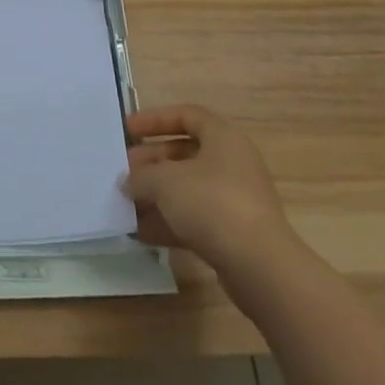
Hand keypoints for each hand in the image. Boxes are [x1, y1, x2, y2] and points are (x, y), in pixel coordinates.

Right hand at [122, 104, 303, 288]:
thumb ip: (141, 176)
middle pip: (184, 154)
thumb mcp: (165, 182)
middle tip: (124, 172)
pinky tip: (143, 233)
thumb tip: (128, 182)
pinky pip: (196, 219)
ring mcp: (235, 200)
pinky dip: (171, 222)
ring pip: (188, 189)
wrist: (260, 268)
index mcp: (223, 138)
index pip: (186, 115)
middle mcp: (232, 163)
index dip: (155, 119)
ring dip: (157, 196)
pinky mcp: (234, 234)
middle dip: (151, 163)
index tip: (128, 130)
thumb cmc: (212, 204)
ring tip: (126, 205)